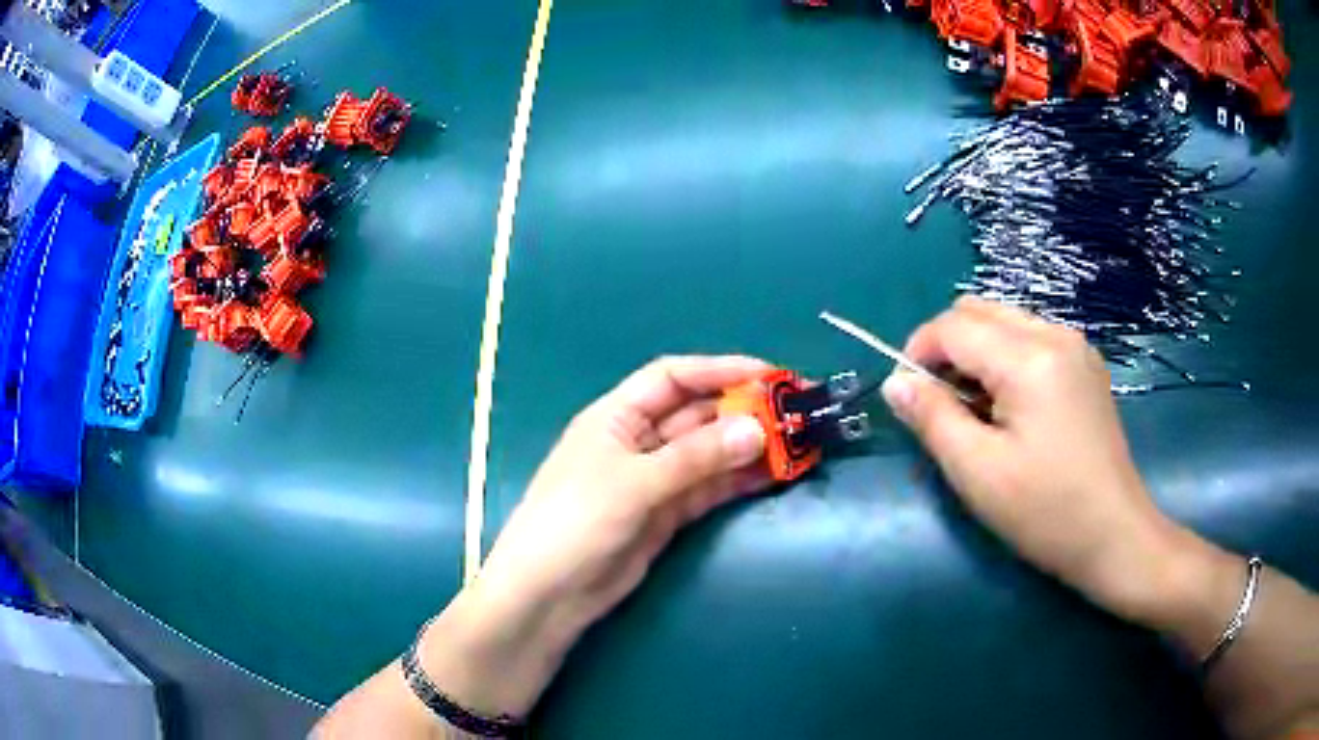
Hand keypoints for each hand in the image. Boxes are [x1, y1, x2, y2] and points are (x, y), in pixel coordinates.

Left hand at [425, 356, 771, 717]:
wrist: (549, 593)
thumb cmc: (576, 521)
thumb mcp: (634, 483)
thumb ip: (696, 458)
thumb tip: (757, 431)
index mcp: (616, 417)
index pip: (672, 378)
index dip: (719, 370)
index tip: (768, 375)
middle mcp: (636, 441)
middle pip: (695, 415)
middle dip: (741, 411)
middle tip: (792, 414)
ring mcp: (653, 480)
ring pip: (707, 454)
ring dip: (746, 448)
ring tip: (794, 444)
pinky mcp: (665, 515)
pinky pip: (707, 488)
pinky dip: (737, 481)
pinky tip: (771, 475)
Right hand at [880, 297, 1211, 624]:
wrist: (1114, 535)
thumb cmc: (1045, 511)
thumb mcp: (978, 472)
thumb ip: (932, 418)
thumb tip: (896, 382)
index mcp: (1030, 358)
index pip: (954, 326)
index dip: (918, 352)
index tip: (907, 398)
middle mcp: (1055, 334)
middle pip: (980, 311)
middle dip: (946, 348)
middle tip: (939, 405)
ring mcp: (1076, 347)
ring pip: (1005, 323)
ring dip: (976, 355)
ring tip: (974, 412)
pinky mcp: (1085, 366)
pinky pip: (1031, 340)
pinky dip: (1004, 362)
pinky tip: (1009, 409)